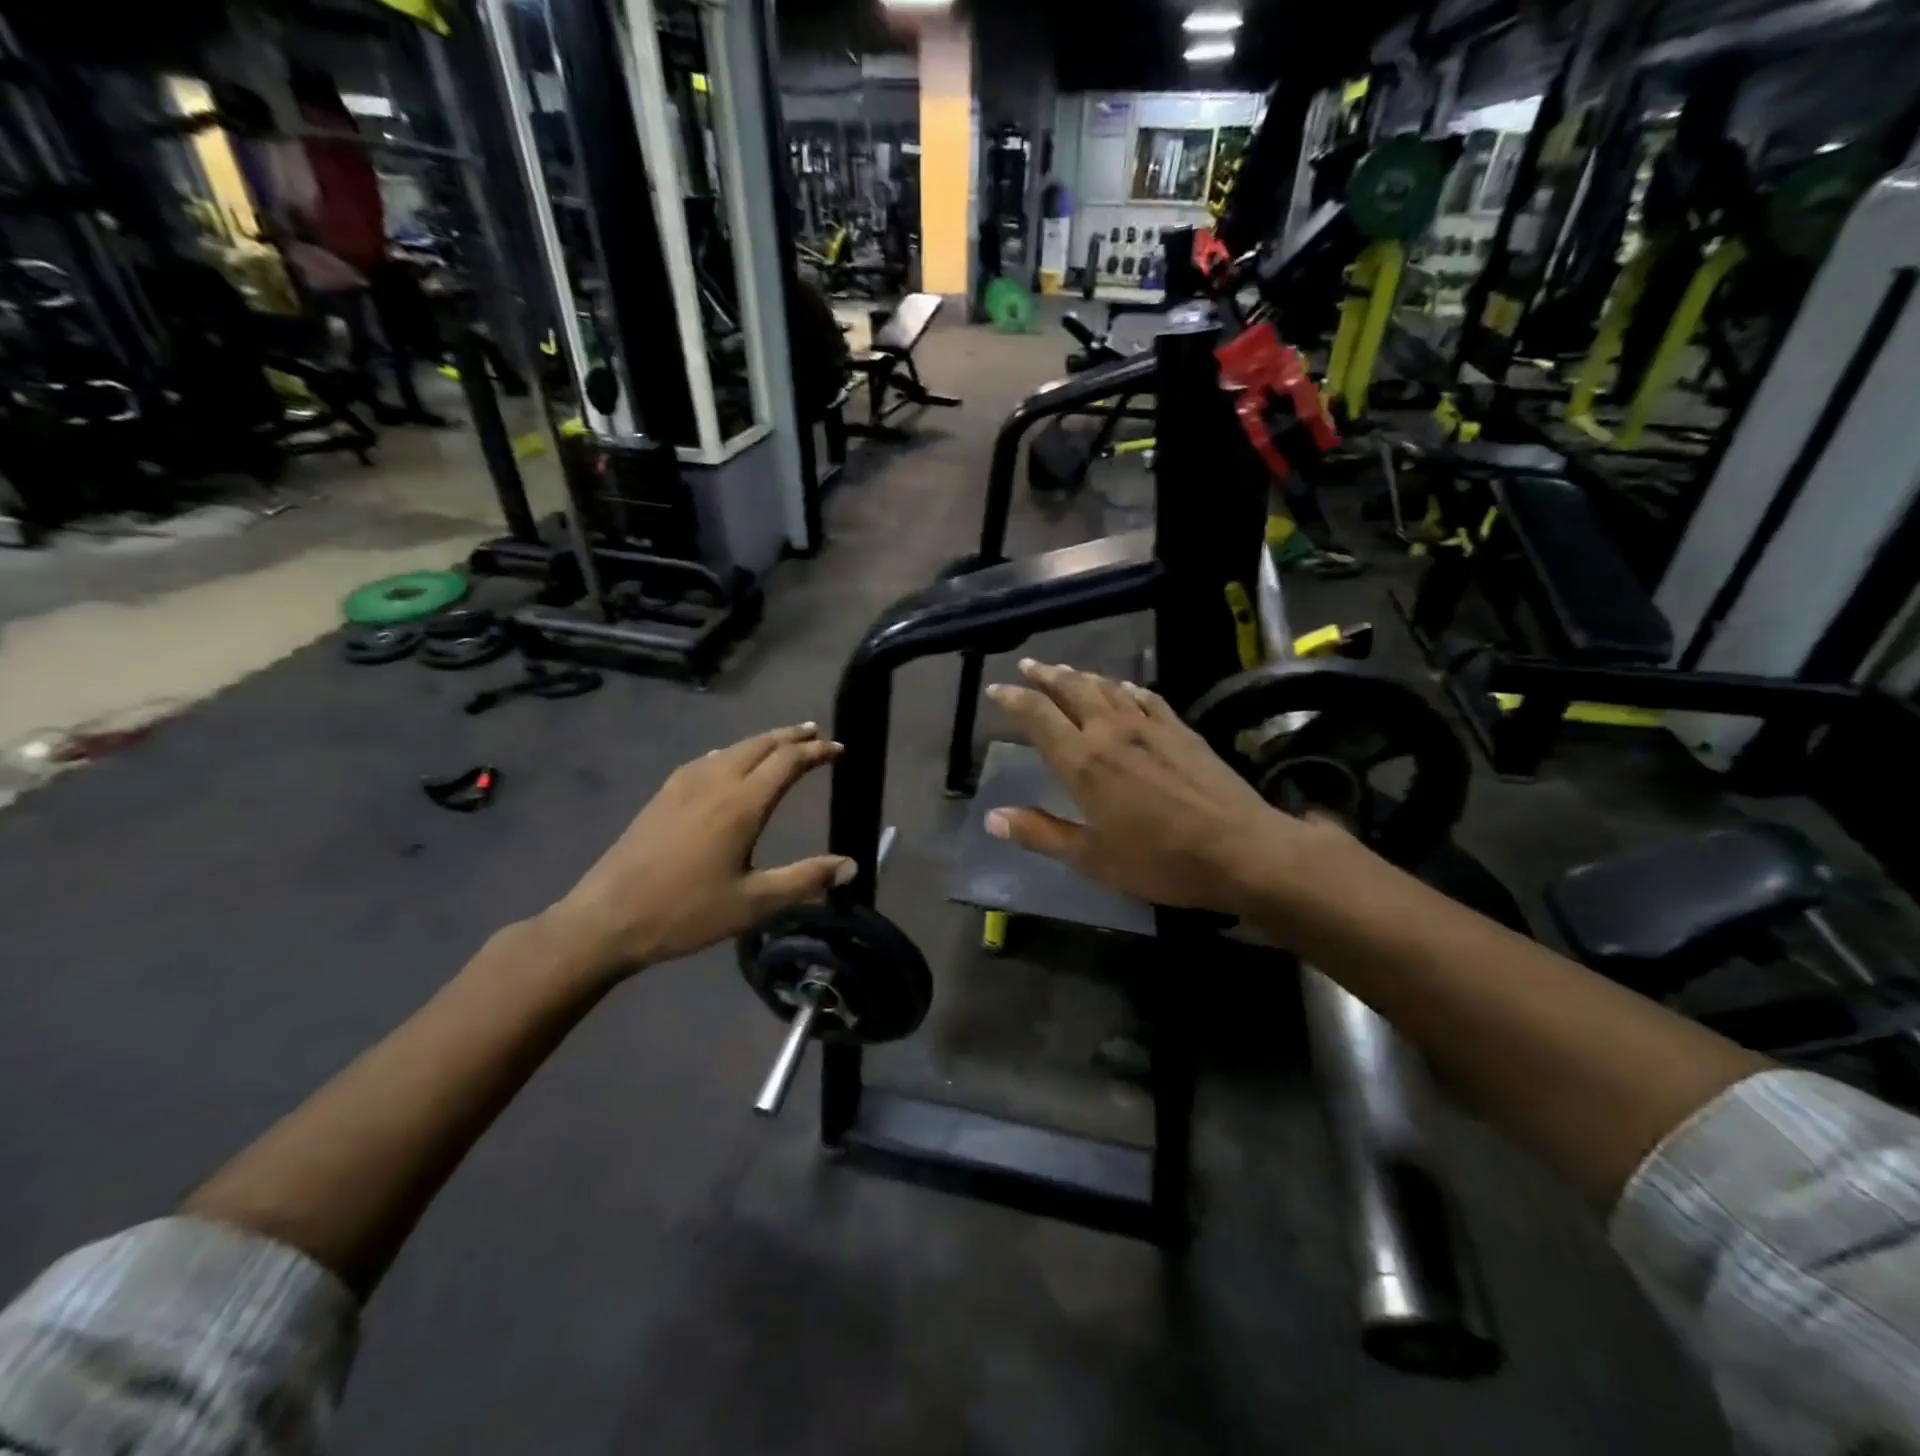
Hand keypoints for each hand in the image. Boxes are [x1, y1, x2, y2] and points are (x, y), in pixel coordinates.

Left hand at [544, 724, 850, 977]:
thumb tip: (851, 865)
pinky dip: (731, 752)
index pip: (788, 762)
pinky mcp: (663, 796)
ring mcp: (683, 785)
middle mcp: (715, 783)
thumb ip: (804, 880)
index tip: (839, 749)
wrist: (607, 919)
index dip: (816, 752)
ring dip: (762, 741)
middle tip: (815, 733)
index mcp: (741, 804)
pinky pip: (706, 759)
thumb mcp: (754, 904)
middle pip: (760, 745)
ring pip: (732, 749)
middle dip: (791, 736)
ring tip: (781, 742)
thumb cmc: (686, 913)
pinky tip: (726, 761)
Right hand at [984, 659, 1322, 916]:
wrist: (1241, 849)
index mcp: (1083, 762)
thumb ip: (1041, 834)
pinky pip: (1146, 697)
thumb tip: (992, 818)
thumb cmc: (1160, 860)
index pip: (1038, 716)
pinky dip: (1126, 687)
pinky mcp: (1182, 730)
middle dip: (1046, 675)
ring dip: (1081, 676)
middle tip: (1028, 665)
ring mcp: (1150, 727)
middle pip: (1072, 690)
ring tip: (1065, 670)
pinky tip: (1124, 687)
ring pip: (1107, 688)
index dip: (1013, 699)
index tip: (996, 688)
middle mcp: (1111, 732)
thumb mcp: (1092, 858)